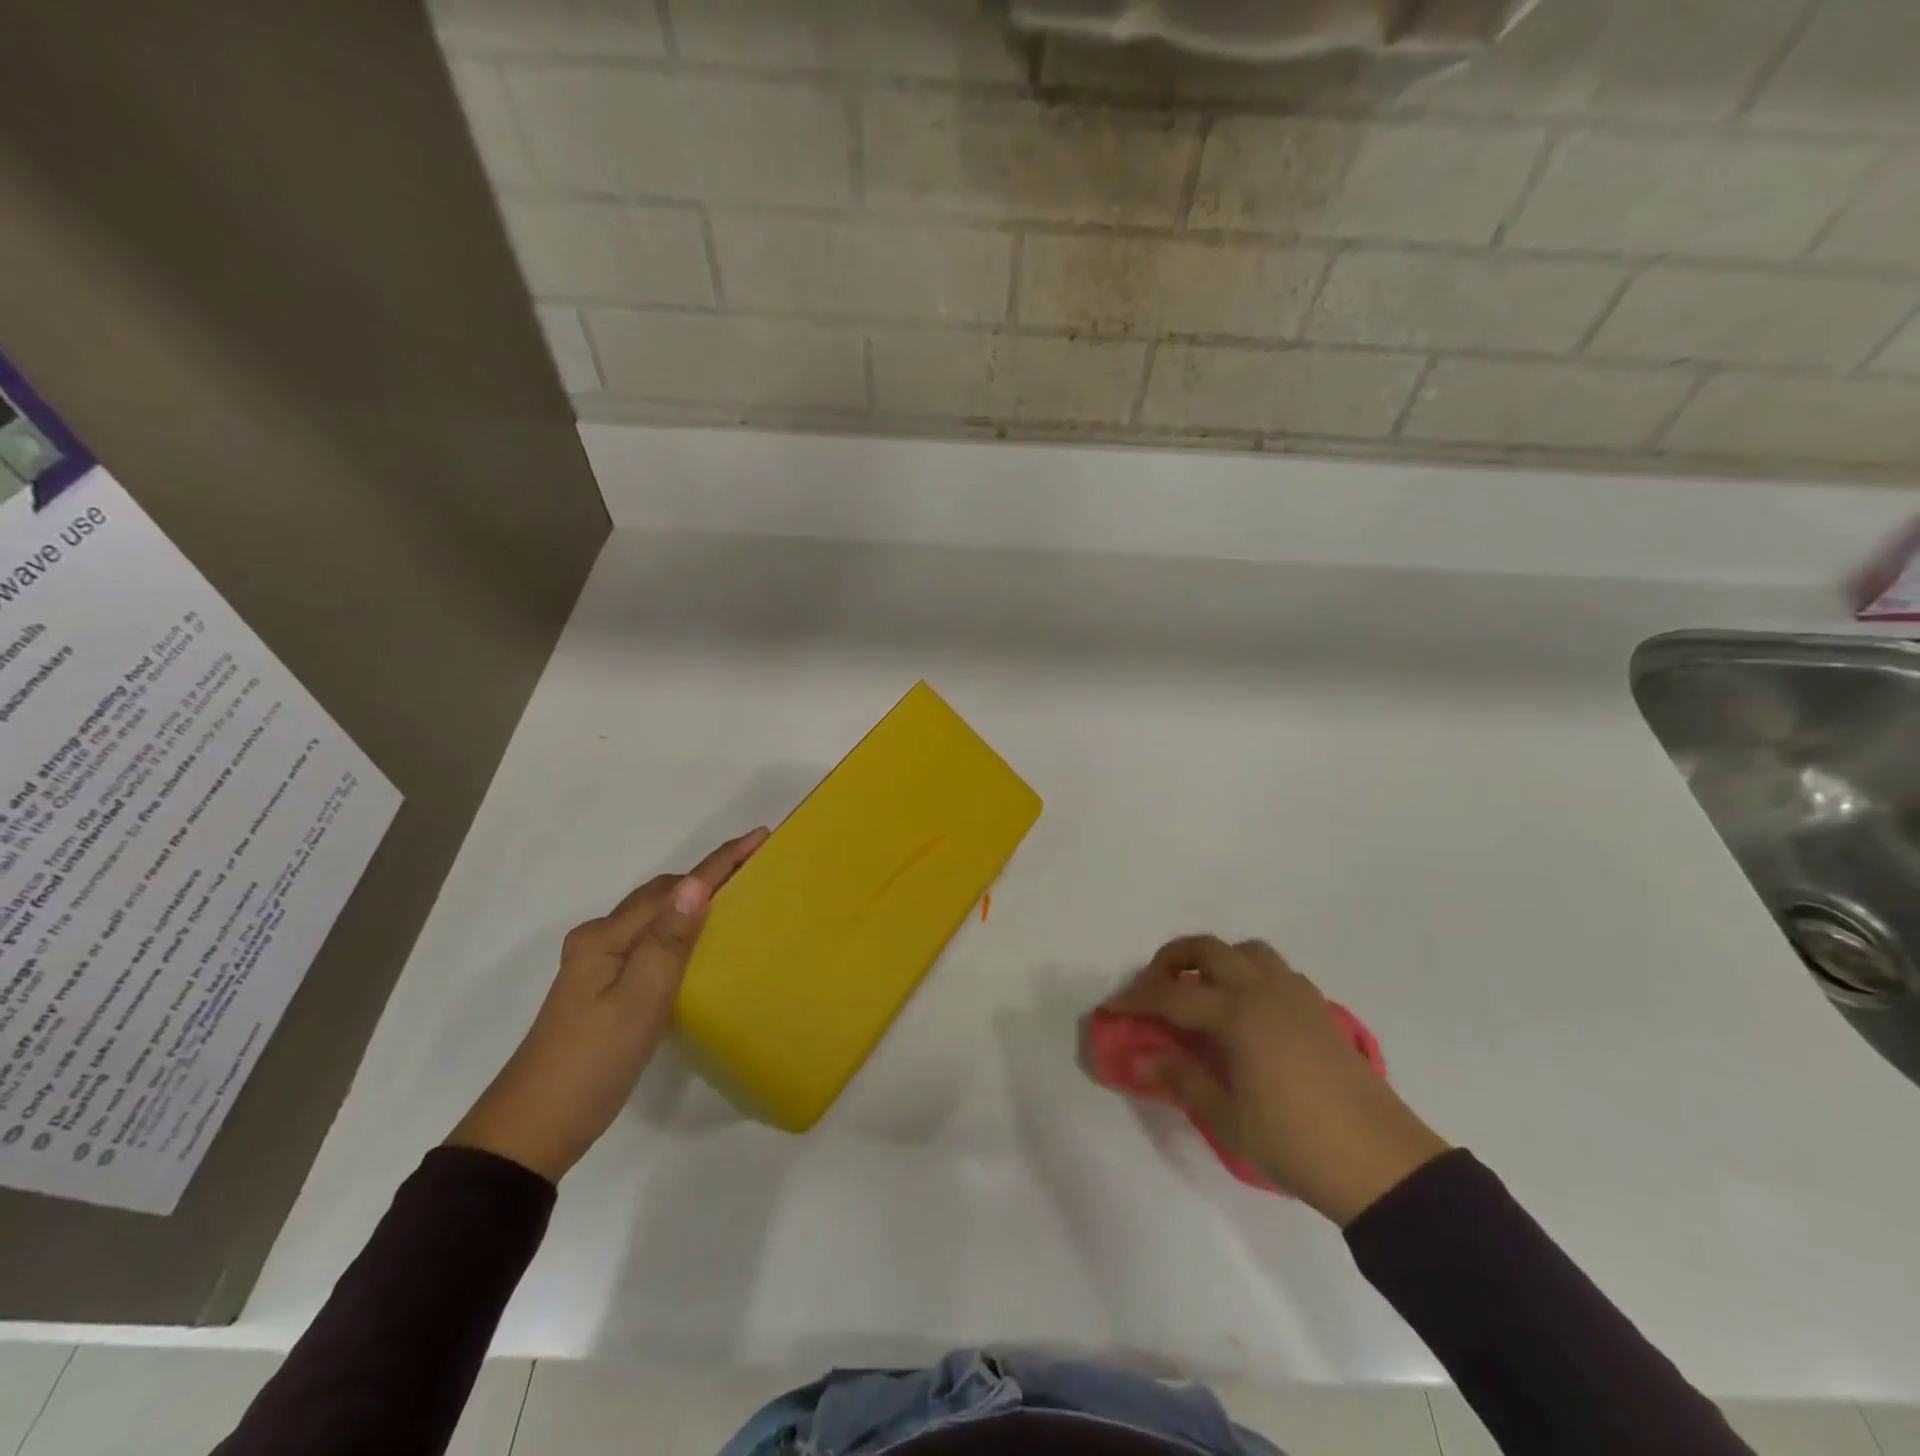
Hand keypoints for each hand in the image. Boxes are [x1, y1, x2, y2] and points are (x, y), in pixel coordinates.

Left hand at [447, 828, 768, 1181]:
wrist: (531, 1132)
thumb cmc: (591, 1064)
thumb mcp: (638, 1002)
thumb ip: (668, 941)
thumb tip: (697, 884)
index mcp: (606, 938)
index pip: (674, 889)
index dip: (720, 862)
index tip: (761, 837)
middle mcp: (599, 941)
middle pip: (661, 895)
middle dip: (708, 876)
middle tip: (756, 868)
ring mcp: (597, 965)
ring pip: (655, 918)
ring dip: (694, 902)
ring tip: (738, 899)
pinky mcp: (602, 989)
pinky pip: (650, 942)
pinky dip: (680, 931)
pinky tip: (699, 946)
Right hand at [1107, 936, 1449, 1225]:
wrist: (1381, 1163)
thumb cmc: (1295, 1142)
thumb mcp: (1227, 1119)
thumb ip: (1181, 1079)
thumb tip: (1142, 1058)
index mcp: (1237, 1014)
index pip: (1172, 994)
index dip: (1137, 998)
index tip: (1113, 1007)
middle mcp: (1264, 990)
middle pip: (1208, 949)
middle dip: (1172, 959)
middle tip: (1155, 988)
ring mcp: (1296, 996)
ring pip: (1247, 951)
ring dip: (1217, 960)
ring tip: (1203, 992)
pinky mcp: (1320, 1010)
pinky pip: (1276, 971)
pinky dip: (1250, 975)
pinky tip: (1248, 1011)